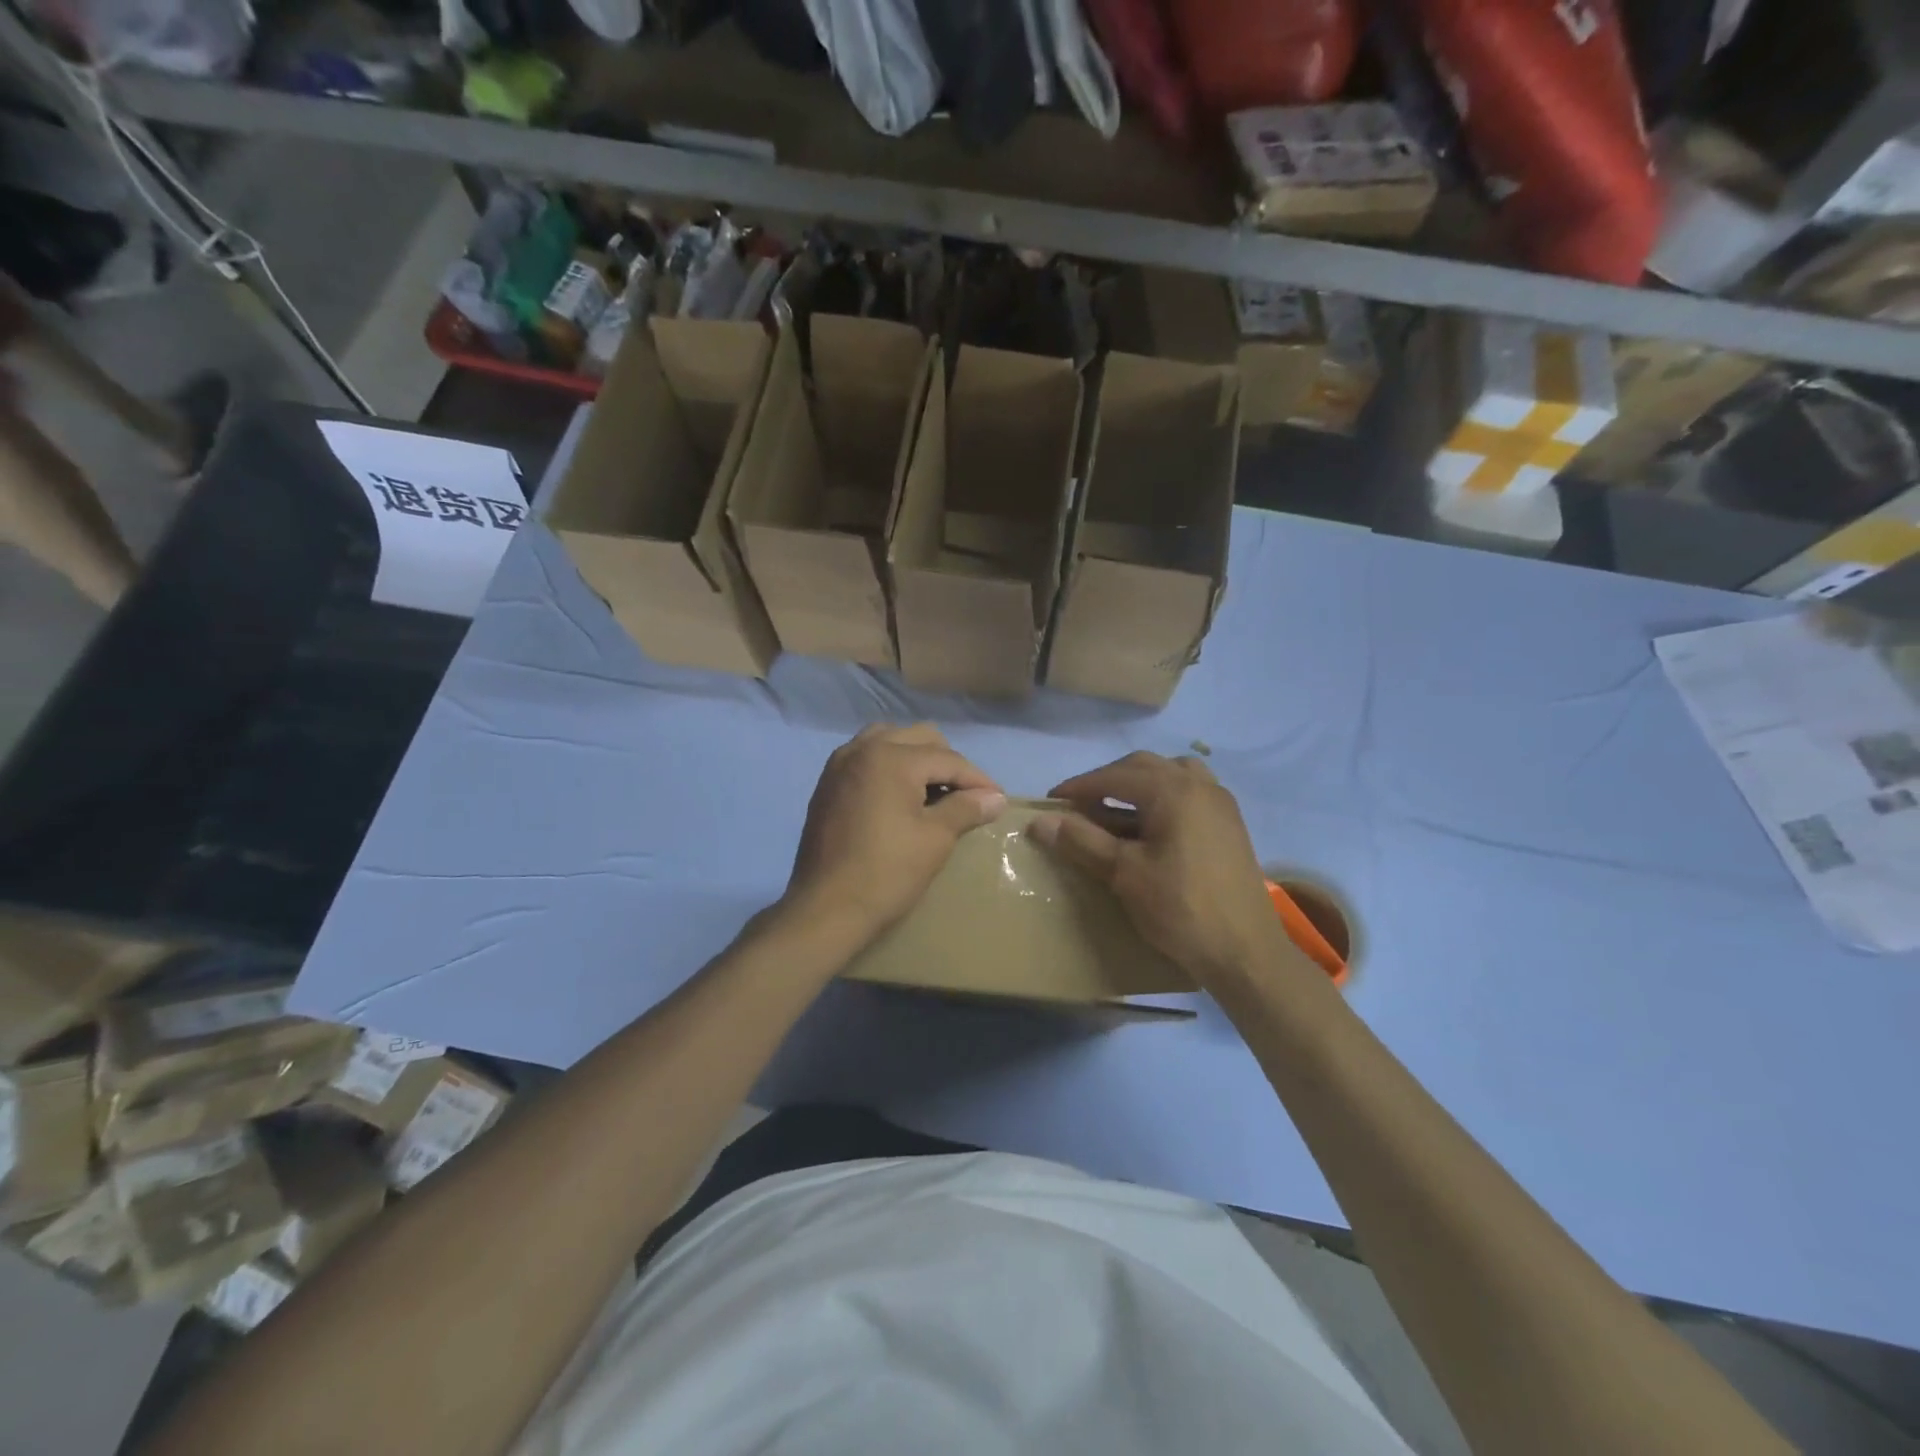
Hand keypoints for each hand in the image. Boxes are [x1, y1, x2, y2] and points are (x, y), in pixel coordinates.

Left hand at [783, 724, 1005, 945]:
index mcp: (891, 758)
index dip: (978, 779)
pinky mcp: (828, 784)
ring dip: (916, 758)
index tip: (998, 799)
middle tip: (967, 795)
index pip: (947, 759)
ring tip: (933, 790)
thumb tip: (996, 798)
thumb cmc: (887, 872)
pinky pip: (867, 758)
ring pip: (889, 740)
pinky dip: (889, 766)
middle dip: (947, 762)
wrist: (825, 909)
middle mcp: (862, 748)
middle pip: (919, 739)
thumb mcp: (935, 838)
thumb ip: (966, 808)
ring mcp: (840, 764)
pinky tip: (901, 797)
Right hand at [1031, 752, 1293, 986]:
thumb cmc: (1180, 908)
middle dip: (1107, 781)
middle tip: (1079, 806)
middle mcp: (1199, 785)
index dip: (1079, 787)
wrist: (1245, 952)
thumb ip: (1082, 840)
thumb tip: (1039, 821)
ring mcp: (1220, 803)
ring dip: (1139, 784)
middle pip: (1143, 767)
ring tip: (1116, 810)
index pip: (1114, 777)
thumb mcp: (1124, 873)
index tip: (1051, 802)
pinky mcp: (1229, 824)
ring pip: (1171, 774)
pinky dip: (1163, 797)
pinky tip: (1151, 826)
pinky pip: (1190, 792)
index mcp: (1173, 790)